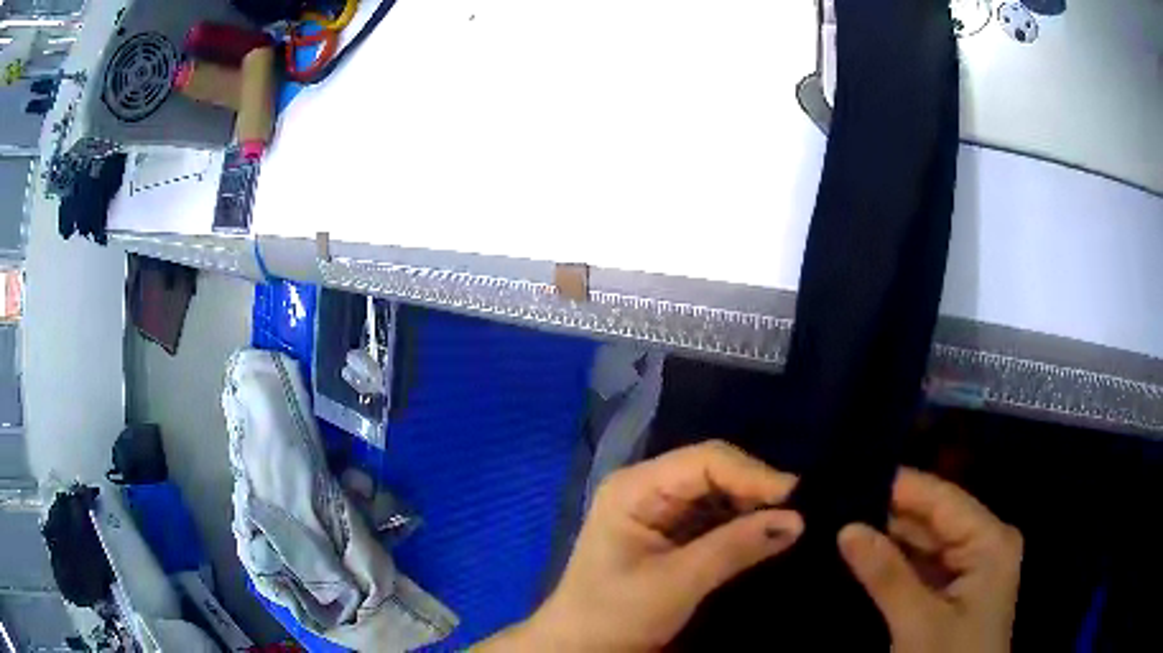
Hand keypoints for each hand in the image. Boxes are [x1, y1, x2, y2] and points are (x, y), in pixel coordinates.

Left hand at [481, 441, 802, 650]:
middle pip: (714, 471)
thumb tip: (796, 519)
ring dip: (752, 507)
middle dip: (755, 489)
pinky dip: (741, 524)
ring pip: (718, 492)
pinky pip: (714, 516)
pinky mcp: (670, 532)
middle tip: (797, 513)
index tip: (795, 497)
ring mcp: (658, 509)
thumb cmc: (615, 615)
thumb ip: (735, 548)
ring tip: (789, 523)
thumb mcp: (676, 583)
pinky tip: (765, 535)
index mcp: (635, 488)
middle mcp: (647, 487)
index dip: (753, 473)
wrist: (579, 648)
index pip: (704, 460)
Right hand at [838, 469, 1022, 652]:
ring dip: (890, 537)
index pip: (943, 498)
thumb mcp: (917, 624)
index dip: (900, 485)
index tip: (850, 474)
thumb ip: (886, 575)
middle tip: (837, 501)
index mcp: (990, 540)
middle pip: (935, 517)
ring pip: (927, 541)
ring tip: (842, 520)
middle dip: (890, 512)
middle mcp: (986, 541)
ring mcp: (973, 564)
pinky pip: (925, 564)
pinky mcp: (958, 587)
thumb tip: (847, 527)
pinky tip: (865, 553)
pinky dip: (896, 562)